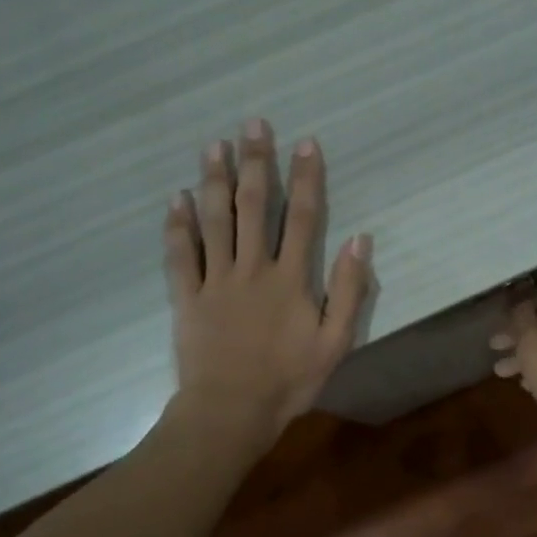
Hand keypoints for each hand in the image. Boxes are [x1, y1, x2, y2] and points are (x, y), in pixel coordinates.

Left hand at [165, 119, 372, 441]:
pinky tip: (176, 199)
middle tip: (253, 125)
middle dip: (256, 164)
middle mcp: (252, 268)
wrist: (231, 411)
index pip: (303, 218)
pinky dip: (177, 226)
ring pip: (214, 221)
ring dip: (214, 181)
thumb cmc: (289, 381)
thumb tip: (360, 241)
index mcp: (290, 279)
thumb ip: (349, 291)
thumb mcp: (335, 342)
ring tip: (214, 146)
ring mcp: (215, 281)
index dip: (306, 178)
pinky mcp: (187, 298)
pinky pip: (180, 256)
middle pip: (255, 207)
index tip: (305, 143)